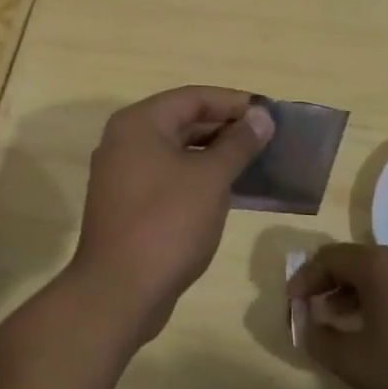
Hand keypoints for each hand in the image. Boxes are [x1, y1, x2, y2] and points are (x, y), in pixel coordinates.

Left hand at [71, 86, 273, 342]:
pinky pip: (169, 177)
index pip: (192, 97)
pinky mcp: (128, 205)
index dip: (233, 102)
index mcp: (139, 123)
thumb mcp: (210, 179)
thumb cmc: (167, 223)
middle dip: (225, 127)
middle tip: (267, 137)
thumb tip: (261, 116)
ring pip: (176, 152)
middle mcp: (125, 141)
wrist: (119, 291)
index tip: (268, 112)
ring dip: (214, 154)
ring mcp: (123, 175)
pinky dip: (198, 178)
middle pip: (182, 121)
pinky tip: (230, 191)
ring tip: (255, 162)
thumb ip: (238, 143)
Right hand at [287, 243, 387, 388]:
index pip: (327, 257)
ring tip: (340, 324)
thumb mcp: (357, 363)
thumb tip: (306, 326)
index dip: (304, 279)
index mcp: (375, 265)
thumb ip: (322, 341)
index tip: (292, 304)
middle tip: (312, 311)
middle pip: (352, 261)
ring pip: (377, 275)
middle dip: (327, 285)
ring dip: (352, 294)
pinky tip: (378, 333)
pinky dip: (377, 301)